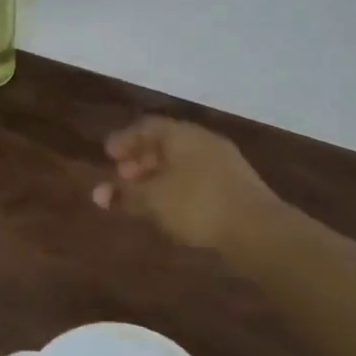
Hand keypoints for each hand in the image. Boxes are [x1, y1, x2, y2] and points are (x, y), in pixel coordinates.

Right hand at [92, 116, 279, 251]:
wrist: (257, 229)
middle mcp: (203, 142)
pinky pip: (195, 178)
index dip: (124, 140)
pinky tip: (169, 207)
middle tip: (122, 176)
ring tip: (142, 196)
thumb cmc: (197, 205)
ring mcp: (223, 163)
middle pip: (165, 143)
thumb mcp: (154, 200)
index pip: (147, 126)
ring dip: (157, 175)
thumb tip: (98, 193)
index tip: (107, 155)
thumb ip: (125, 194)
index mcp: (183, 135)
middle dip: (140, 159)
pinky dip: (175, 187)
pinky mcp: (234, 186)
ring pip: (181, 162)